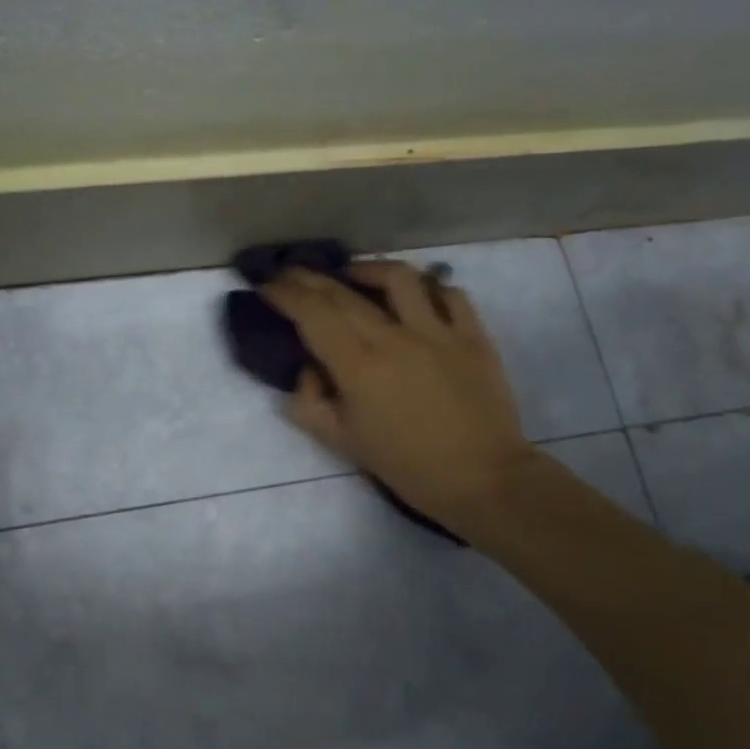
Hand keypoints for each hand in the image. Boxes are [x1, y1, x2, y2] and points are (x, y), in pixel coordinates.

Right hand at [259, 261, 540, 545]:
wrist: (482, 479)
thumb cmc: (406, 465)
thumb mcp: (342, 442)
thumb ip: (310, 402)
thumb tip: (309, 369)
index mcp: (358, 366)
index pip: (312, 313)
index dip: (285, 294)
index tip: (267, 285)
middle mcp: (394, 337)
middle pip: (343, 293)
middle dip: (309, 278)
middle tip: (291, 273)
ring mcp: (438, 331)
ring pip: (399, 278)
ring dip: (367, 270)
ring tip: (353, 275)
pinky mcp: (473, 335)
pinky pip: (449, 294)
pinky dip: (428, 287)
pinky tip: (416, 295)